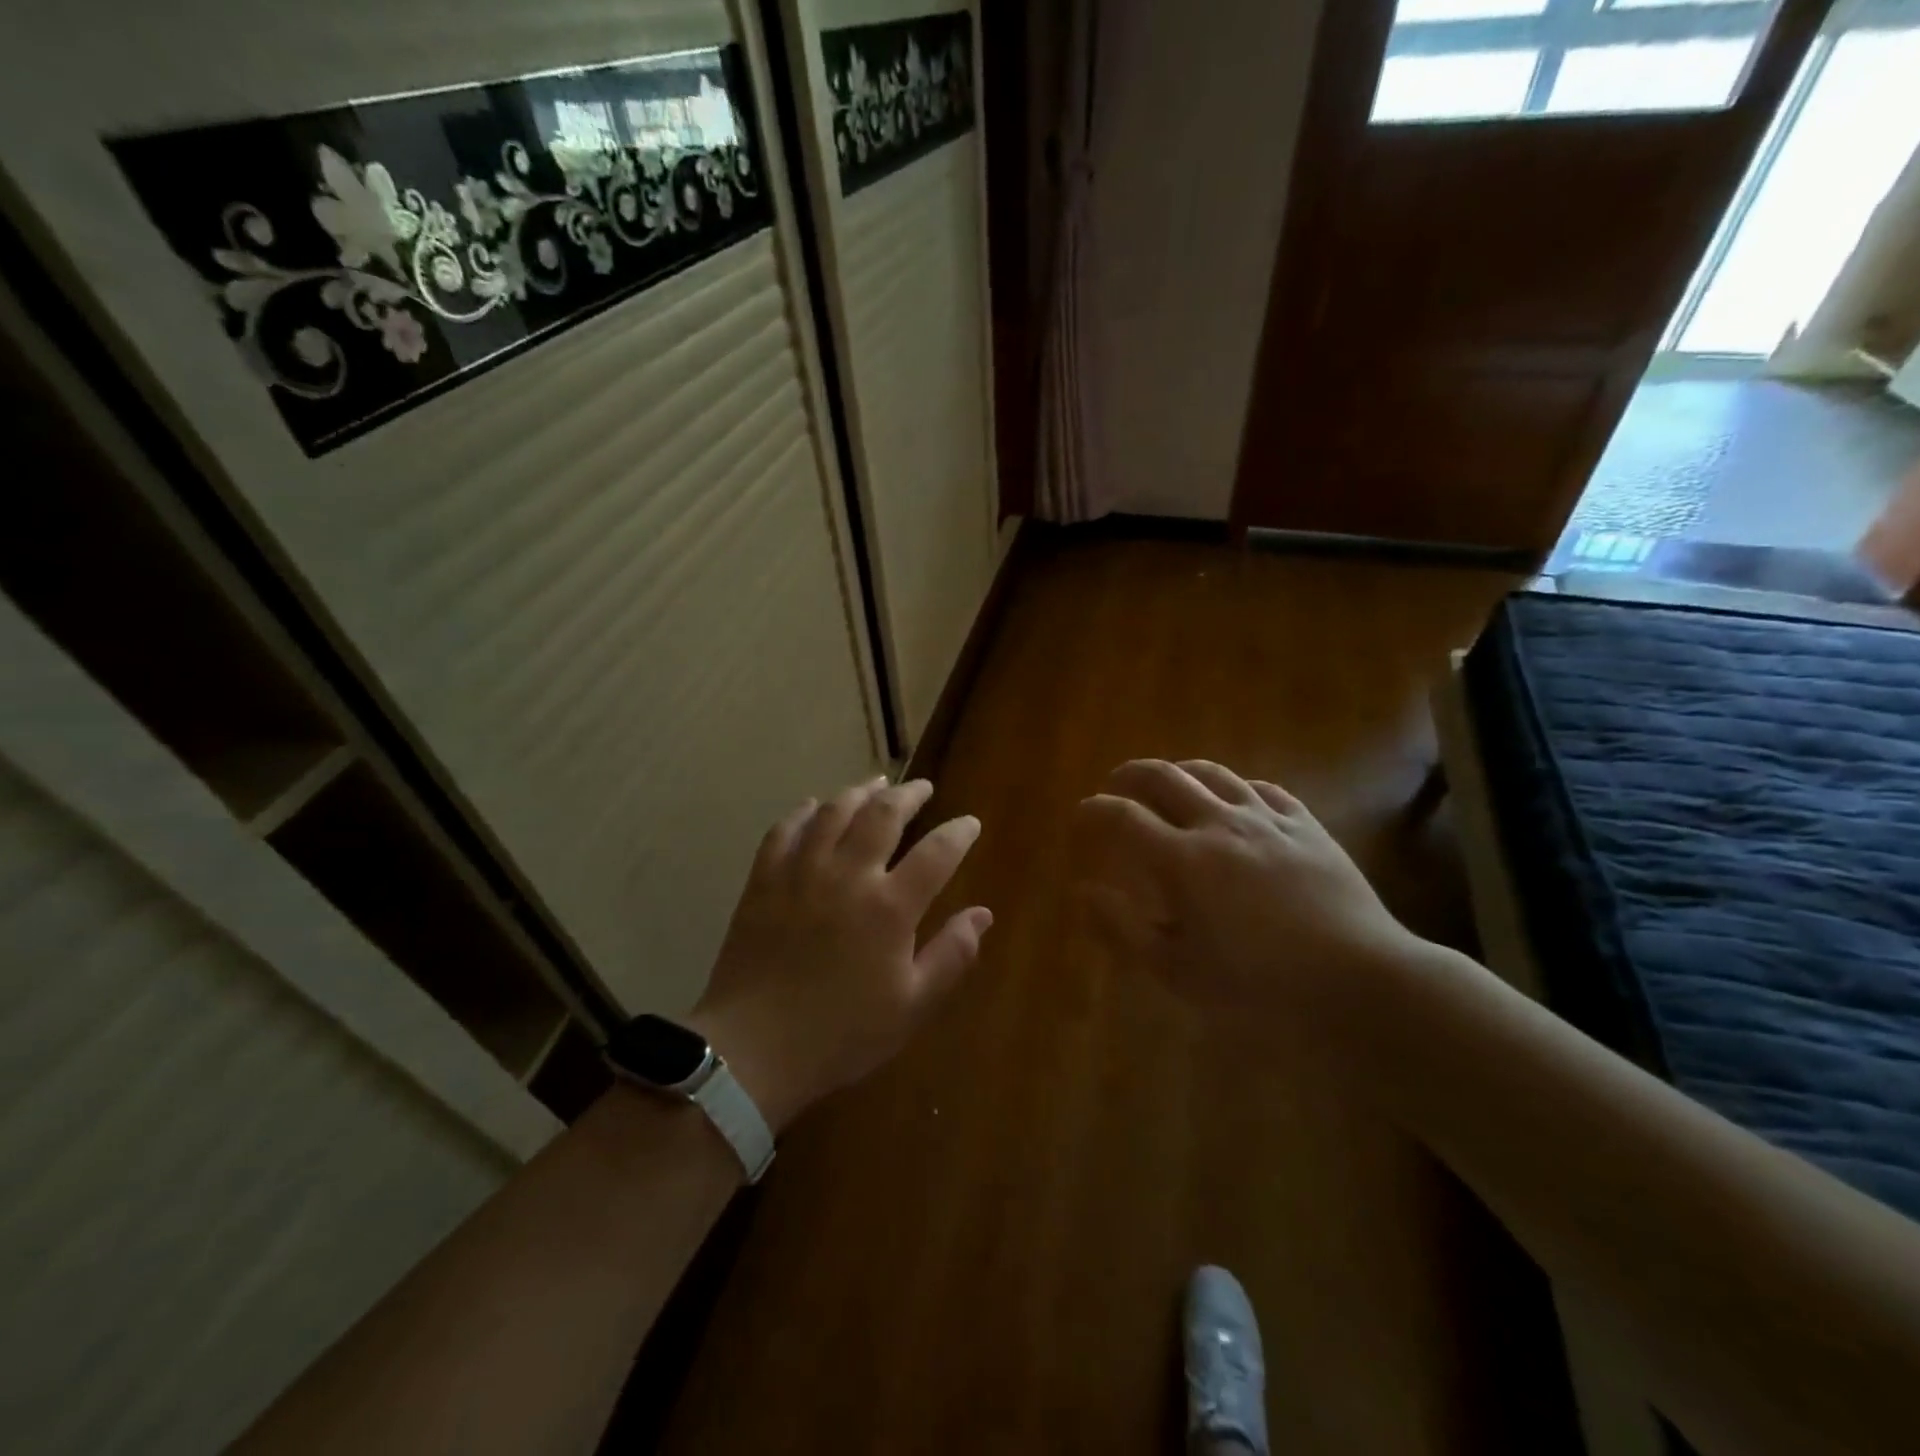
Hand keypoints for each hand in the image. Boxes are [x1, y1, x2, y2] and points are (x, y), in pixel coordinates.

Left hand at [687, 777, 991, 1132]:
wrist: (753, 1049)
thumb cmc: (841, 1033)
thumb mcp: (911, 1006)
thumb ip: (952, 956)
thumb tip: (983, 914)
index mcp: (890, 907)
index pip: (937, 853)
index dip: (959, 832)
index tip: (970, 823)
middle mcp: (848, 875)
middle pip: (883, 814)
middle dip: (909, 795)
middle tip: (922, 788)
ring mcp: (801, 872)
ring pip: (834, 811)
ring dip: (860, 791)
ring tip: (876, 784)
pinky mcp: (764, 880)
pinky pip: (785, 830)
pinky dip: (803, 812)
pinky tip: (814, 806)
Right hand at [1071, 760, 1421, 1020]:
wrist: (1360, 982)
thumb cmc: (1260, 988)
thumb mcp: (1178, 971)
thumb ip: (1123, 929)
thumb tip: (1083, 891)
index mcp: (1182, 860)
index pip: (1122, 816)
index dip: (1094, 810)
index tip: (1081, 814)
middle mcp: (1218, 824)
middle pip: (1162, 777)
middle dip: (1129, 775)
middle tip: (1114, 784)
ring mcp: (1266, 819)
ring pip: (1212, 772)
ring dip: (1179, 771)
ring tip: (1167, 782)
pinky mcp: (1306, 825)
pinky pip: (1261, 788)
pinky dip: (1234, 787)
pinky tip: (1234, 800)